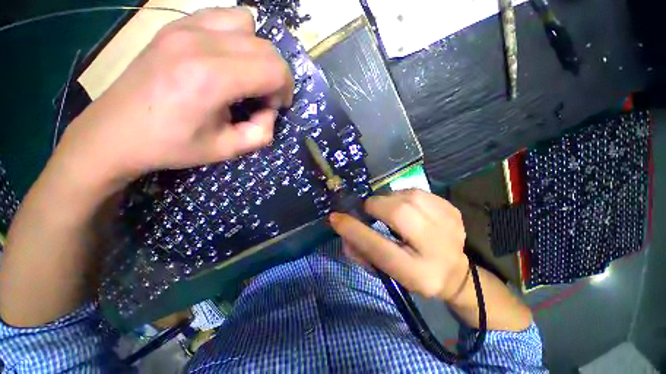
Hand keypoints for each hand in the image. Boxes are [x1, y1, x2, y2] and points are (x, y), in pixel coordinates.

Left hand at [58, 7, 292, 186]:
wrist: (115, 132)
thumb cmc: (172, 145)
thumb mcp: (227, 149)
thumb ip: (262, 132)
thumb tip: (269, 111)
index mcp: (213, 78)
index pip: (274, 69)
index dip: (284, 90)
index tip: (275, 107)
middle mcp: (200, 42)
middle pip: (266, 47)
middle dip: (276, 75)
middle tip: (263, 97)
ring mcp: (184, 27)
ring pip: (248, 24)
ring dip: (257, 52)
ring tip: (246, 75)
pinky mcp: (174, 25)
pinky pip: (222, 16)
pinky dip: (237, 36)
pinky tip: (227, 58)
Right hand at [330, 189, 468, 300]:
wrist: (454, 272)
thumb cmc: (412, 273)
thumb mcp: (385, 272)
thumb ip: (360, 252)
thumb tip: (342, 226)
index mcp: (416, 273)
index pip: (379, 248)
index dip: (354, 230)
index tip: (335, 217)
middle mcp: (436, 248)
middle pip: (399, 214)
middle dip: (375, 206)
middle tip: (368, 210)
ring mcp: (449, 225)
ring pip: (409, 197)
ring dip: (390, 199)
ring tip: (387, 208)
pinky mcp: (452, 210)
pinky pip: (418, 192)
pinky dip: (404, 196)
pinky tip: (406, 207)